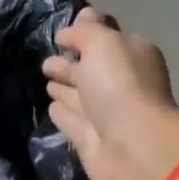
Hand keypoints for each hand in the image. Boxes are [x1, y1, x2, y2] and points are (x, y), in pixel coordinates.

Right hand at [42, 8, 178, 179]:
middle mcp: (121, 83)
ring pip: (80, 94)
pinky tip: (51, 107)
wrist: (132, 148)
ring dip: (65, 86)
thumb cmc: (120, 86)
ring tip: (46, 78)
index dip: (86, 31)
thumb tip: (69, 31)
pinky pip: (73, 120)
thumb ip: (85, 32)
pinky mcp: (91, 140)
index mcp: (132, 55)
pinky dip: (63, 113)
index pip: (107, 37)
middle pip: (91, 68)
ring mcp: (106, 114)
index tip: (62, 32)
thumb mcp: (103, 43)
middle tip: (47, 59)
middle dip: (71, 61)